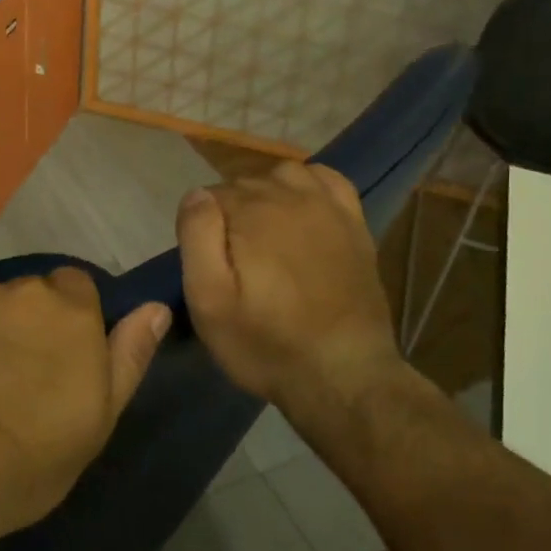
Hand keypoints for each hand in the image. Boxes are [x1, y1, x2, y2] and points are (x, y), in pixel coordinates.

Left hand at [0, 270, 170, 550]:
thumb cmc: (22, 464)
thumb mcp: (94, 423)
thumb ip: (128, 357)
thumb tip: (157, 307)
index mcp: (68, 312)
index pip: (78, 285)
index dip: (70, 317)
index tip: (59, 355)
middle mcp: (17, 289)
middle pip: (26, 294)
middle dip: (23, 323)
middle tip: (8, 376)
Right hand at [177, 163, 409, 444]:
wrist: (344, 375)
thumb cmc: (265, 344)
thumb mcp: (209, 301)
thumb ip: (197, 239)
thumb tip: (197, 194)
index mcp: (250, 212)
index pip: (210, 196)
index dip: (202, 229)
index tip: (209, 265)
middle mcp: (290, 196)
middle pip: (245, 184)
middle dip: (231, 214)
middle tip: (233, 263)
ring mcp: (328, 207)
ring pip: (283, 175)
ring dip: (266, 194)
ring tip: (261, 235)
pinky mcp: (354, 223)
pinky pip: (327, 180)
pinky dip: (308, 185)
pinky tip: (301, 210)